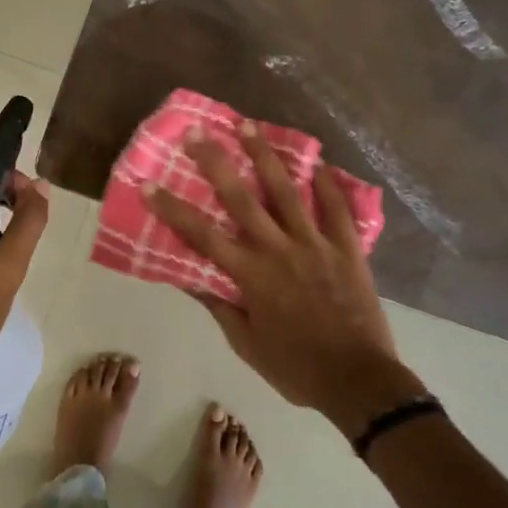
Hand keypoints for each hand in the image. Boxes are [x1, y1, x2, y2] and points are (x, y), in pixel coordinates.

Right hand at [143, 121, 424, 435]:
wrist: (358, 381)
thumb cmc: (295, 367)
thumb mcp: (246, 344)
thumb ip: (219, 306)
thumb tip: (189, 277)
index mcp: (251, 275)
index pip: (202, 235)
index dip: (172, 209)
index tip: (148, 184)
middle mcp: (279, 250)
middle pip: (241, 198)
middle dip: (215, 162)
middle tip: (198, 132)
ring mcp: (316, 245)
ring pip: (287, 191)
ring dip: (265, 155)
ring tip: (248, 125)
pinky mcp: (347, 249)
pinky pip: (337, 209)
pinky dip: (327, 184)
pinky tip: (317, 162)